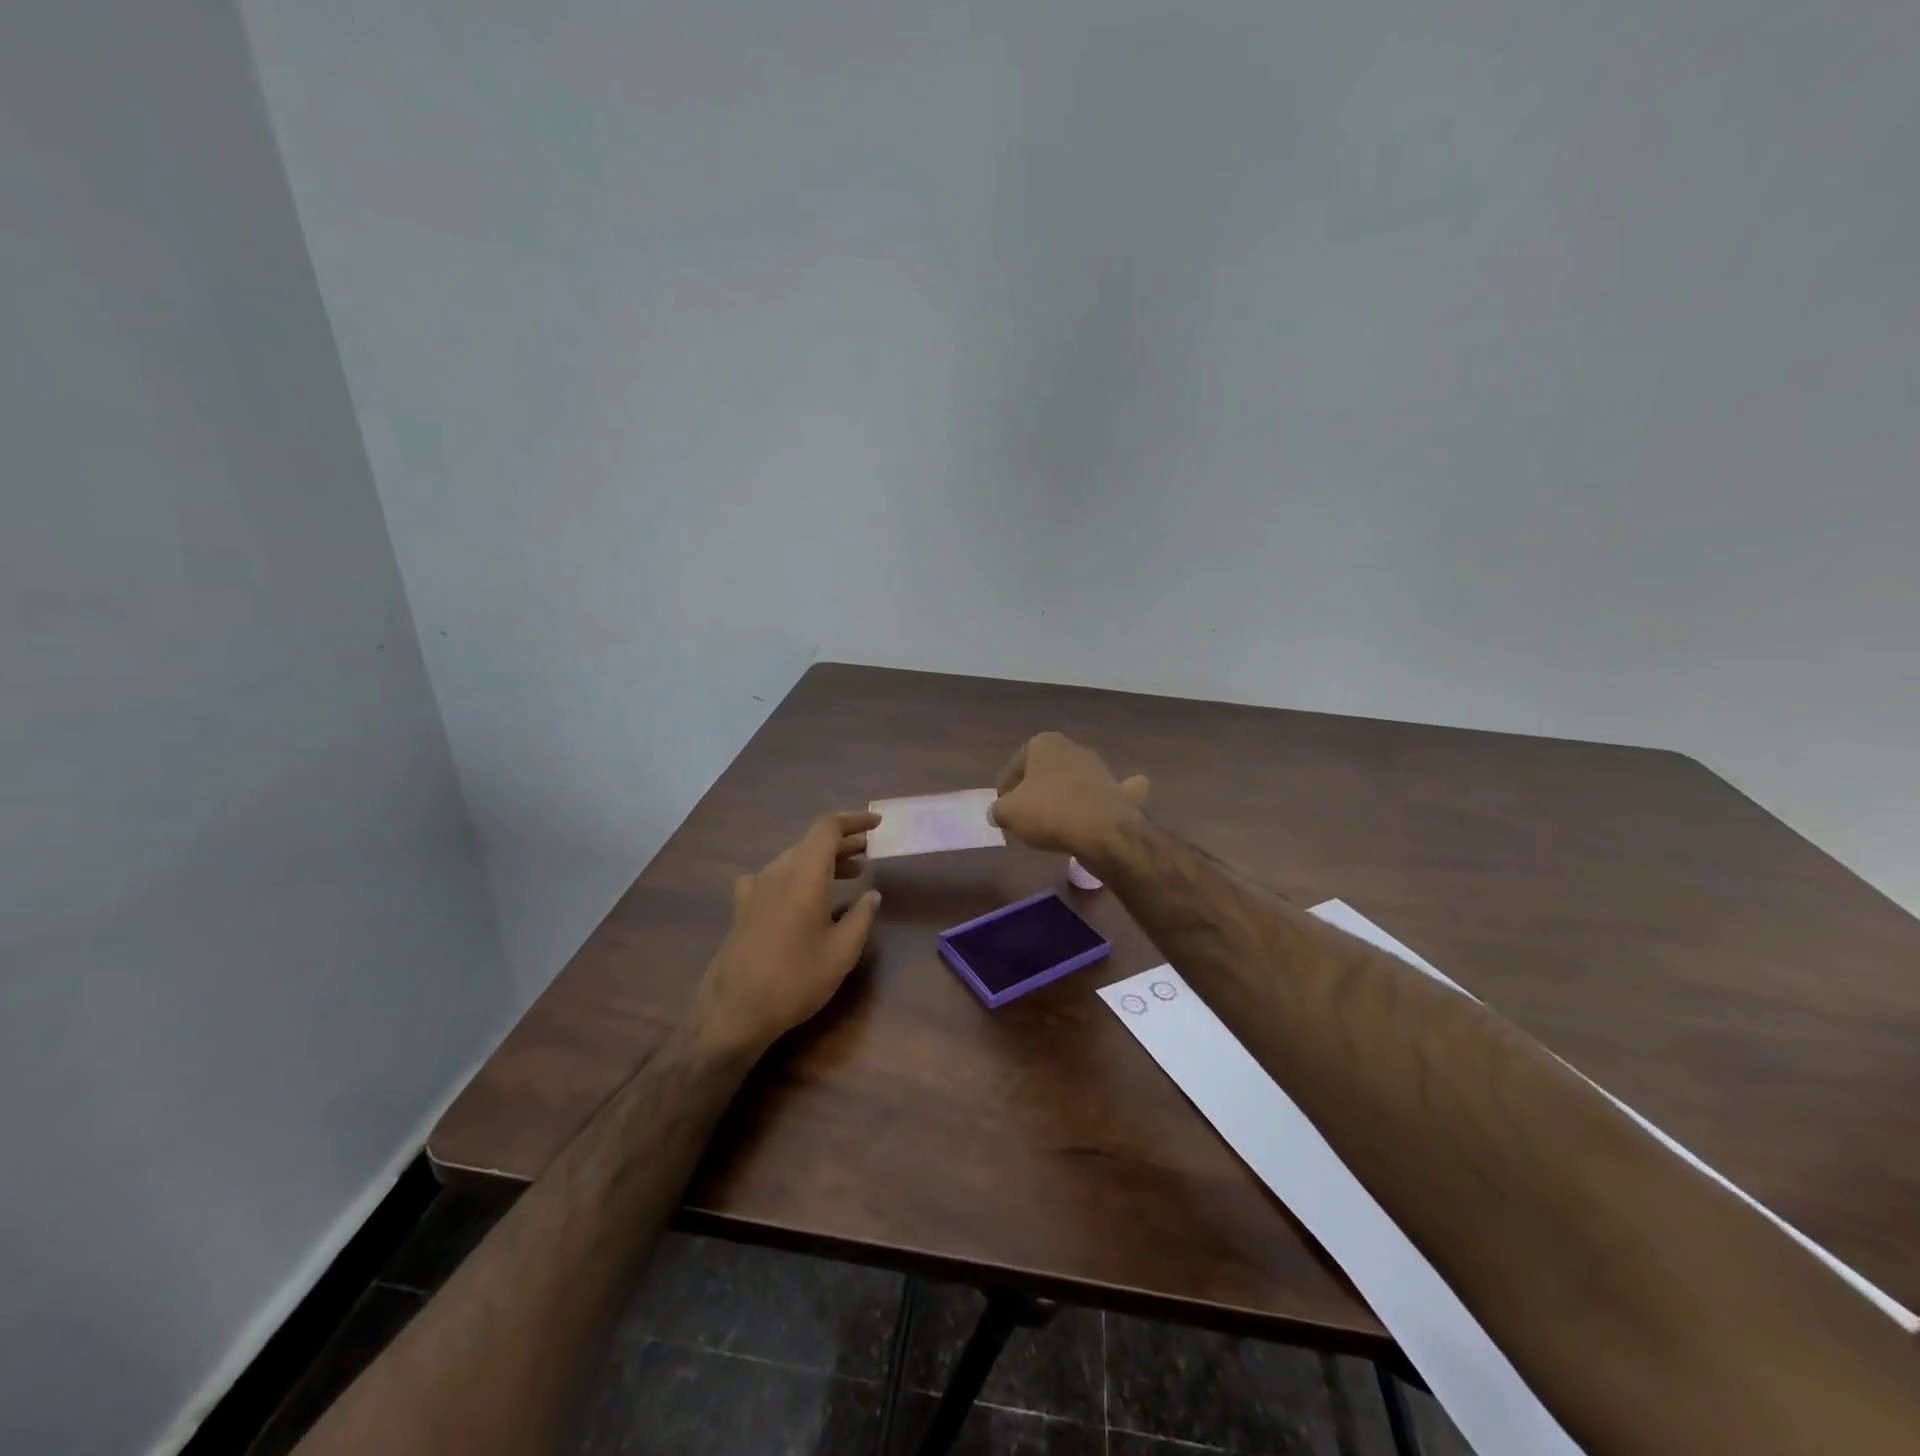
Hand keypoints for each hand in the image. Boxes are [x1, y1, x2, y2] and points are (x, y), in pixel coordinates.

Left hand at [690, 811, 882, 1058]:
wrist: (734, 1012)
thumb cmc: (796, 980)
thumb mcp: (842, 953)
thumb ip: (861, 917)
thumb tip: (872, 894)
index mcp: (804, 876)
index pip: (827, 828)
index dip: (853, 821)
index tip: (877, 825)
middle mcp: (777, 872)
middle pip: (811, 842)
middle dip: (842, 842)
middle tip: (868, 852)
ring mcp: (755, 888)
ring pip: (793, 858)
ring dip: (822, 859)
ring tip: (850, 874)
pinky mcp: (743, 907)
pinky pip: (773, 876)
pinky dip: (797, 874)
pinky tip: (801, 894)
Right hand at [989, 732, 1149, 862]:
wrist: (1103, 830)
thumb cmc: (1048, 811)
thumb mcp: (1008, 813)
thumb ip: (998, 810)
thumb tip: (998, 813)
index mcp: (1044, 744)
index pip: (1015, 765)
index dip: (1005, 788)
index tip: (1001, 808)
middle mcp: (1072, 748)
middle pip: (1045, 772)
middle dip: (1035, 790)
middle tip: (1025, 816)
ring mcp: (1099, 768)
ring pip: (1073, 782)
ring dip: (1063, 797)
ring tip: (1052, 824)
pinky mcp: (1117, 791)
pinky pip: (1105, 794)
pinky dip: (1102, 800)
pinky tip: (1098, 810)